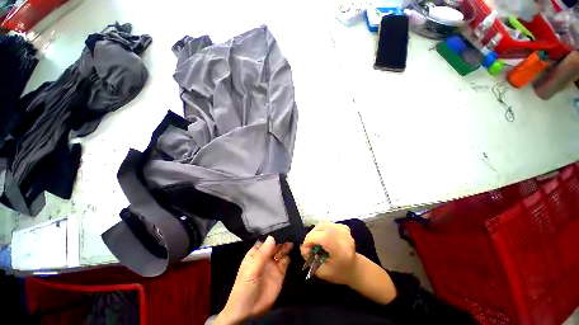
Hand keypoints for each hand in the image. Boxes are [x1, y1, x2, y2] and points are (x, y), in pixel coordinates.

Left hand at [216, 236, 292, 324]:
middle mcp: (265, 256)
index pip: (265, 240)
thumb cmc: (245, 287)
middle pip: (275, 244)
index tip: (282, 227)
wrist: (248, 311)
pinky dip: (289, 256)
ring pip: (281, 251)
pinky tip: (292, 252)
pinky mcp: (280, 273)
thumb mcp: (252, 269)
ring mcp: (273, 264)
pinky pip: (286, 261)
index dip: (273, 234)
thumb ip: (262, 254)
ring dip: (286, 246)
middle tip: (290, 233)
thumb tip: (272, 237)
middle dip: (281, 239)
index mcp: (256, 253)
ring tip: (292, 240)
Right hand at [301, 222, 397, 305]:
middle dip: (311, 236)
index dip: (310, 240)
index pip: (322, 237)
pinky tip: (323, 237)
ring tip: (315, 242)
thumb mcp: (321, 272)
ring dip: (315, 232)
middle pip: (320, 228)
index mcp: (341, 251)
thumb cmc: (338, 273)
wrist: (355, 268)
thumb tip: (303, 246)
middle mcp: (344, 237)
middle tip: (309, 246)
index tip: (306, 249)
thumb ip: (310, 258)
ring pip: (322, 224)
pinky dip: (321, 229)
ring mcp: (344, 230)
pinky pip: (326, 224)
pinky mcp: (343, 226)